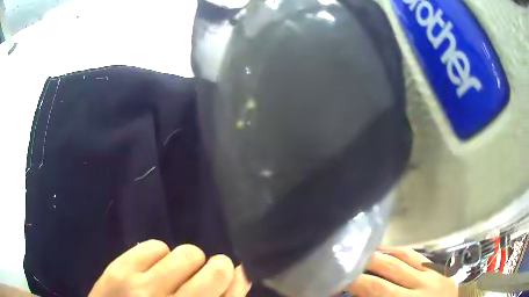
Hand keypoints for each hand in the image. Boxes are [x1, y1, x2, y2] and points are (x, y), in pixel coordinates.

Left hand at [89, 240, 250, 296]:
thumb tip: (241, 275)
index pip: (230, 294)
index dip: (235, 281)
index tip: (234, 275)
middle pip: (215, 272)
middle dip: (217, 269)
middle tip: (204, 276)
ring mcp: (141, 288)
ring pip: (187, 254)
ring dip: (187, 264)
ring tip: (173, 276)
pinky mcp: (119, 269)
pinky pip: (156, 246)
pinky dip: (161, 256)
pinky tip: (152, 271)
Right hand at [343, 248, 457, 296]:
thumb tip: (355, 293)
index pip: (375, 287)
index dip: (354, 280)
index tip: (337, 277)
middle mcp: (422, 286)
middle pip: (391, 267)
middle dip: (366, 261)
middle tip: (348, 257)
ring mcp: (435, 274)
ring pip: (406, 256)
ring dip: (384, 251)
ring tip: (367, 249)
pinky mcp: (441, 270)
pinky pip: (419, 256)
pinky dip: (402, 252)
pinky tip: (392, 251)